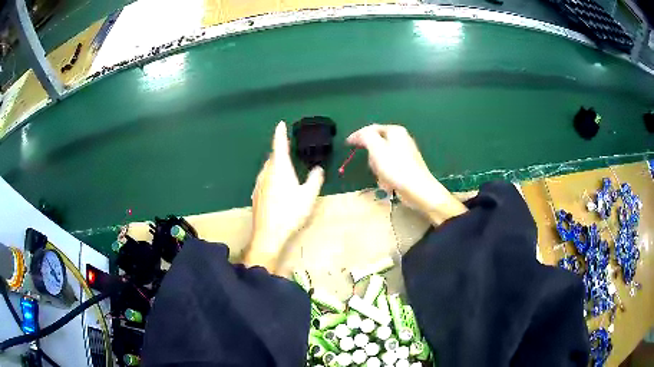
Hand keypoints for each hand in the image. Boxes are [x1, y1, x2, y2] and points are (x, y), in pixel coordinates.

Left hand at [244, 121, 324, 271]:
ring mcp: (259, 183)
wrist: (268, 234)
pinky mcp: (256, 194)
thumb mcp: (308, 196)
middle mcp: (267, 172)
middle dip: (280, 149)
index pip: (279, 145)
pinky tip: (278, 185)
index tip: (281, 123)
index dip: (280, 133)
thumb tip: (318, 168)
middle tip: (289, 147)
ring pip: (268, 167)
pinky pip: (265, 178)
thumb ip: (315, 179)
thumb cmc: (290, 213)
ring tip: (285, 165)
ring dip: (276, 163)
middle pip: (273, 156)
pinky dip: (272, 175)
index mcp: (279, 168)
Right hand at [347, 124, 466, 224]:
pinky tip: (389, 182)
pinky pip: (389, 168)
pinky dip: (386, 175)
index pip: (371, 129)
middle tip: (373, 166)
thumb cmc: (397, 169)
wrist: (418, 190)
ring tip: (383, 177)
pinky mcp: (407, 167)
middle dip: (372, 157)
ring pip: (382, 158)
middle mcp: (402, 139)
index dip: (358, 136)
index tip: (347, 144)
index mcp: (395, 131)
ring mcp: (405, 153)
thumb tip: (359, 134)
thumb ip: (366, 137)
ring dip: (378, 169)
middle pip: (376, 144)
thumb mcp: (376, 149)